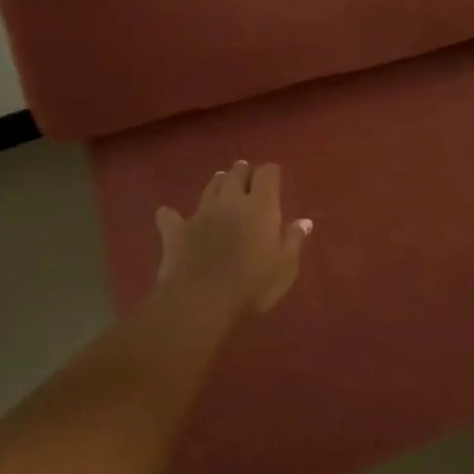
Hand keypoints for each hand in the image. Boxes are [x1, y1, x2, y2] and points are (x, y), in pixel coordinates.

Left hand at [154, 161, 311, 321]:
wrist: (201, 301)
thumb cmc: (253, 285)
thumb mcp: (285, 267)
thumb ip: (293, 240)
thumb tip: (304, 221)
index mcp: (261, 206)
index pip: (267, 173)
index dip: (270, 173)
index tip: (274, 178)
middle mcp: (230, 201)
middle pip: (236, 174)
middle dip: (243, 172)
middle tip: (247, 177)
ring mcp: (201, 213)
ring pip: (209, 187)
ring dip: (217, 184)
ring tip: (221, 184)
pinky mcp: (176, 231)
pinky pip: (170, 216)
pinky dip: (172, 215)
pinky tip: (170, 216)